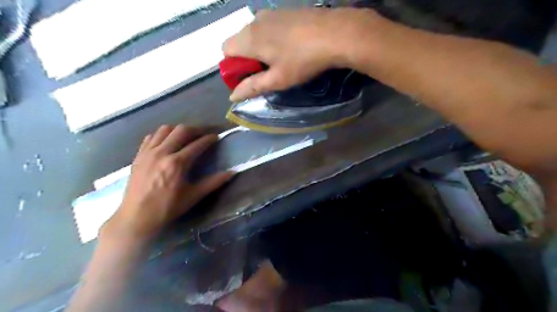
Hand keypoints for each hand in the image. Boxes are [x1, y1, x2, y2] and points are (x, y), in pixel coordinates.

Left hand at [103, 124, 233, 240]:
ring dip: (178, 130)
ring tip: (185, 137)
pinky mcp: (138, 156)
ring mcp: (148, 153)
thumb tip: (232, 173)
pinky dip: (161, 135)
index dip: (209, 139)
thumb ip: (214, 182)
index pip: (197, 144)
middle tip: (203, 134)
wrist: (136, 217)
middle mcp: (162, 153)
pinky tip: (166, 143)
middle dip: (195, 129)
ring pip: (165, 130)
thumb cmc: (168, 208)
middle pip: (181, 130)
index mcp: (177, 163)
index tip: (216, 136)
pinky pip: (151, 137)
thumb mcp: (193, 196)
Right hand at [222, 9, 368, 100]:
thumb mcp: (277, 79)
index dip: (234, 67)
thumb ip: (253, 87)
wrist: (335, 33)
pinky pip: (269, 26)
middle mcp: (254, 21)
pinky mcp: (285, 11)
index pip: (226, 51)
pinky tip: (290, 47)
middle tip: (268, 72)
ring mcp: (270, 13)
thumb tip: (233, 96)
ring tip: (281, 60)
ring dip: (260, 49)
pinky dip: (271, 38)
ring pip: (254, 33)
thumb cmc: (302, 60)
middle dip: (247, 58)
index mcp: (248, 38)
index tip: (250, 77)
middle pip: (239, 41)